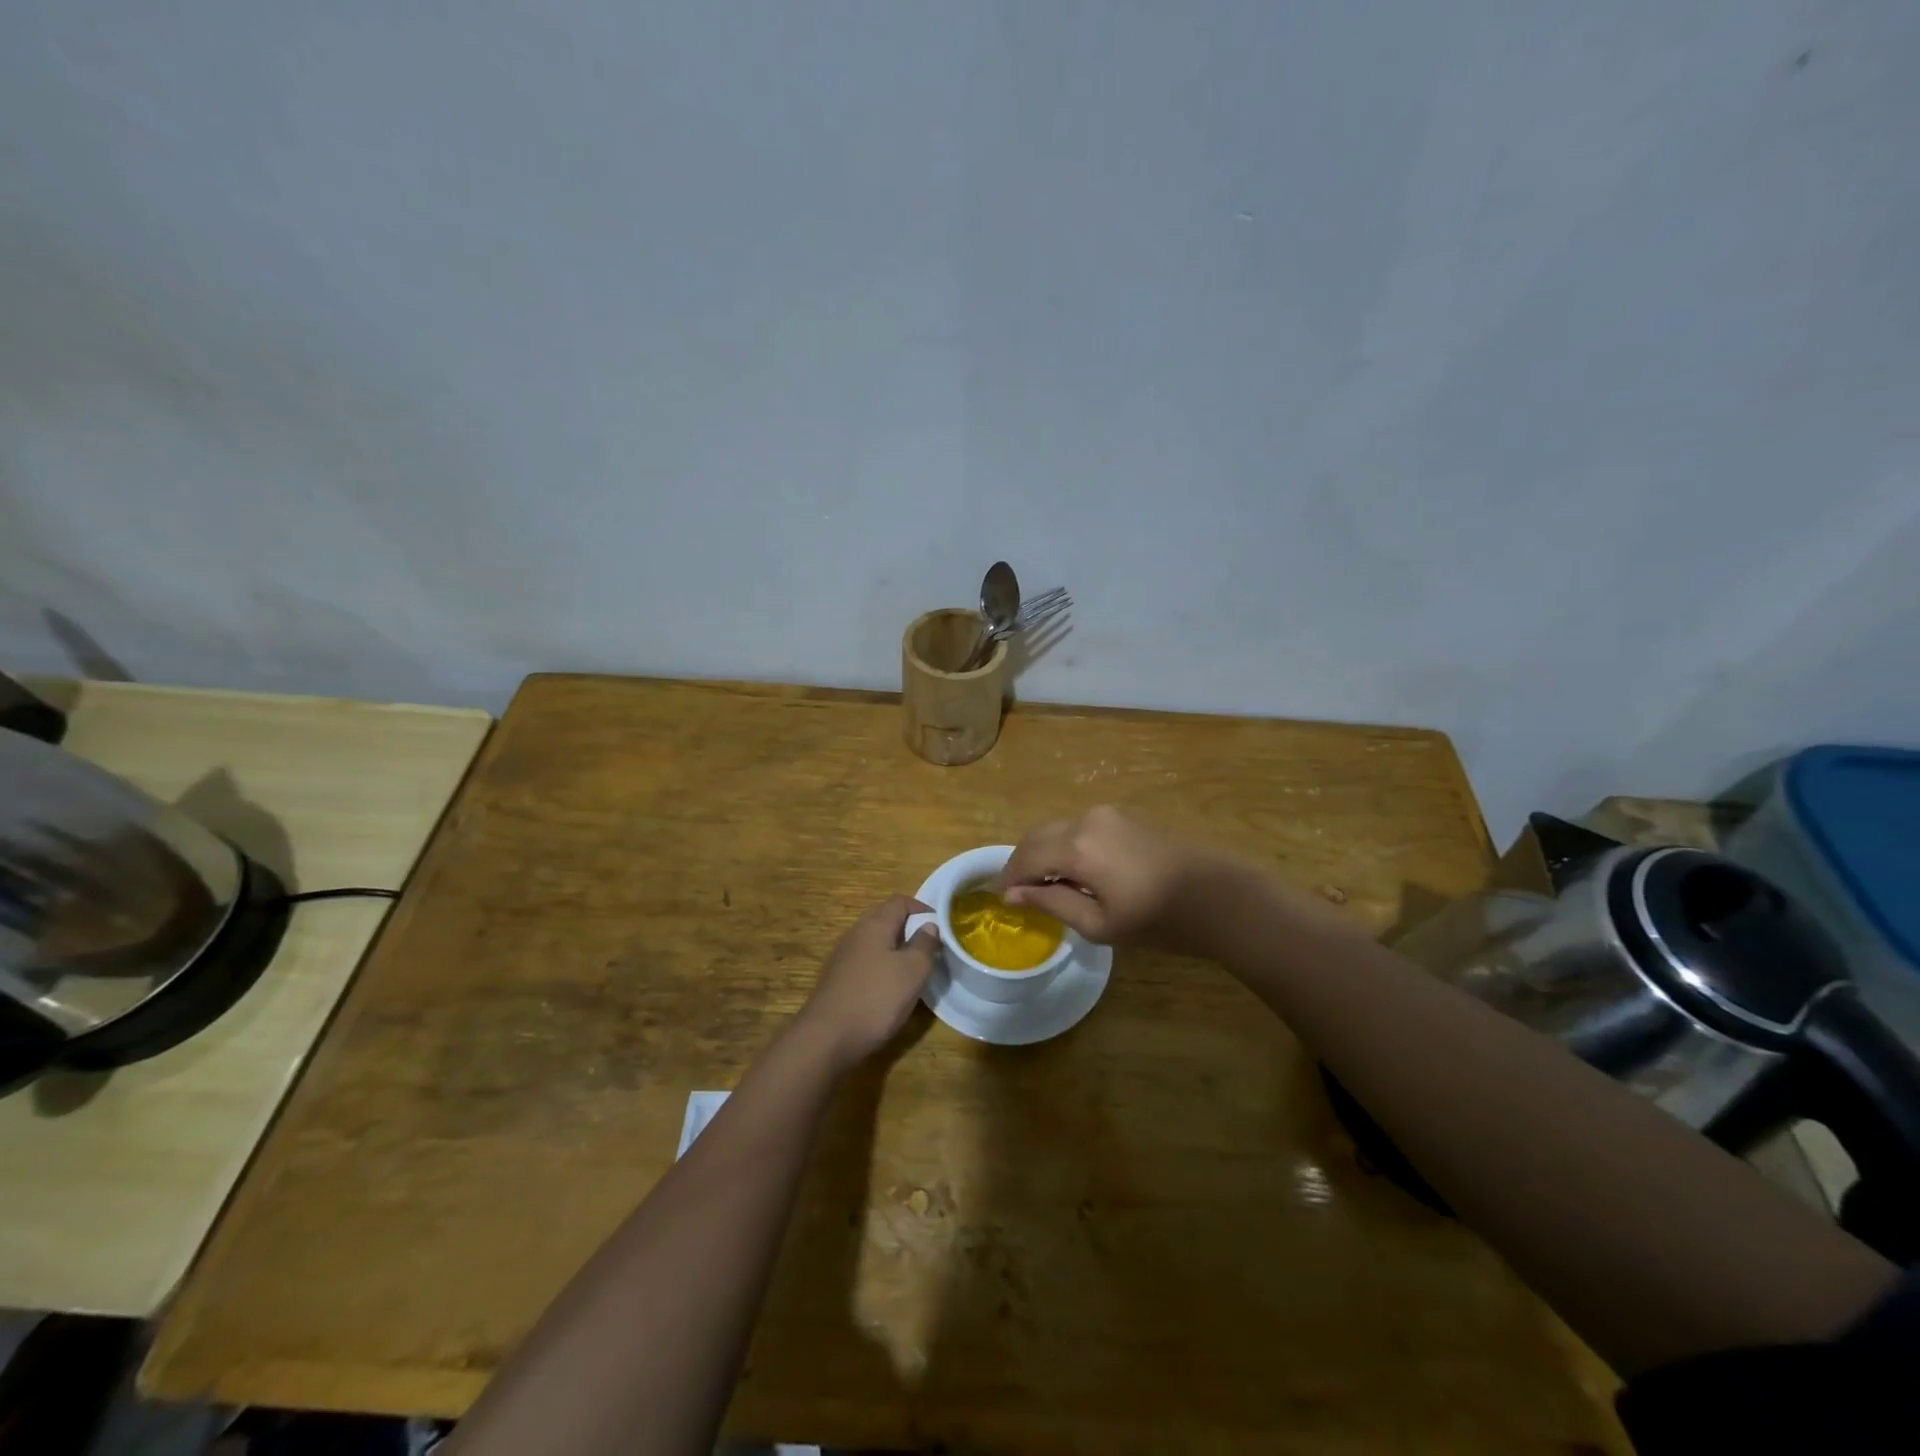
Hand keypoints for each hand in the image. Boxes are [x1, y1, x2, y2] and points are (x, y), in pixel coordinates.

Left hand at [794, 895, 938, 1072]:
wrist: (826, 1038)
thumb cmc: (876, 998)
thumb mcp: (913, 970)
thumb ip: (924, 945)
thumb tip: (928, 926)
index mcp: (874, 924)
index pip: (900, 901)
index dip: (923, 908)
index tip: (941, 926)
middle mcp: (856, 934)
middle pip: (886, 920)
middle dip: (910, 931)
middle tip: (931, 949)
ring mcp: (843, 957)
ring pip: (876, 944)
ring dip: (896, 952)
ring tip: (915, 971)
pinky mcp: (837, 980)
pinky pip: (866, 964)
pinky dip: (882, 969)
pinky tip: (891, 991)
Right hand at [990, 805, 1239, 953]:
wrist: (1220, 897)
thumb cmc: (1158, 920)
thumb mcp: (1099, 924)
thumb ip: (1051, 903)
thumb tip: (1013, 894)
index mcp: (1077, 847)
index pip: (1026, 858)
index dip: (1008, 879)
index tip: (999, 899)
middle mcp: (1086, 819)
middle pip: (1037, 836)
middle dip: (1022, 863)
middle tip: (1016, 892)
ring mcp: (1107, 813)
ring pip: (1057, 828)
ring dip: (1043, 852)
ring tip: (1045, 885)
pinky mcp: (1124, 815)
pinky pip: (1079, 827)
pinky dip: (1065, 845)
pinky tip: (1074, 871)